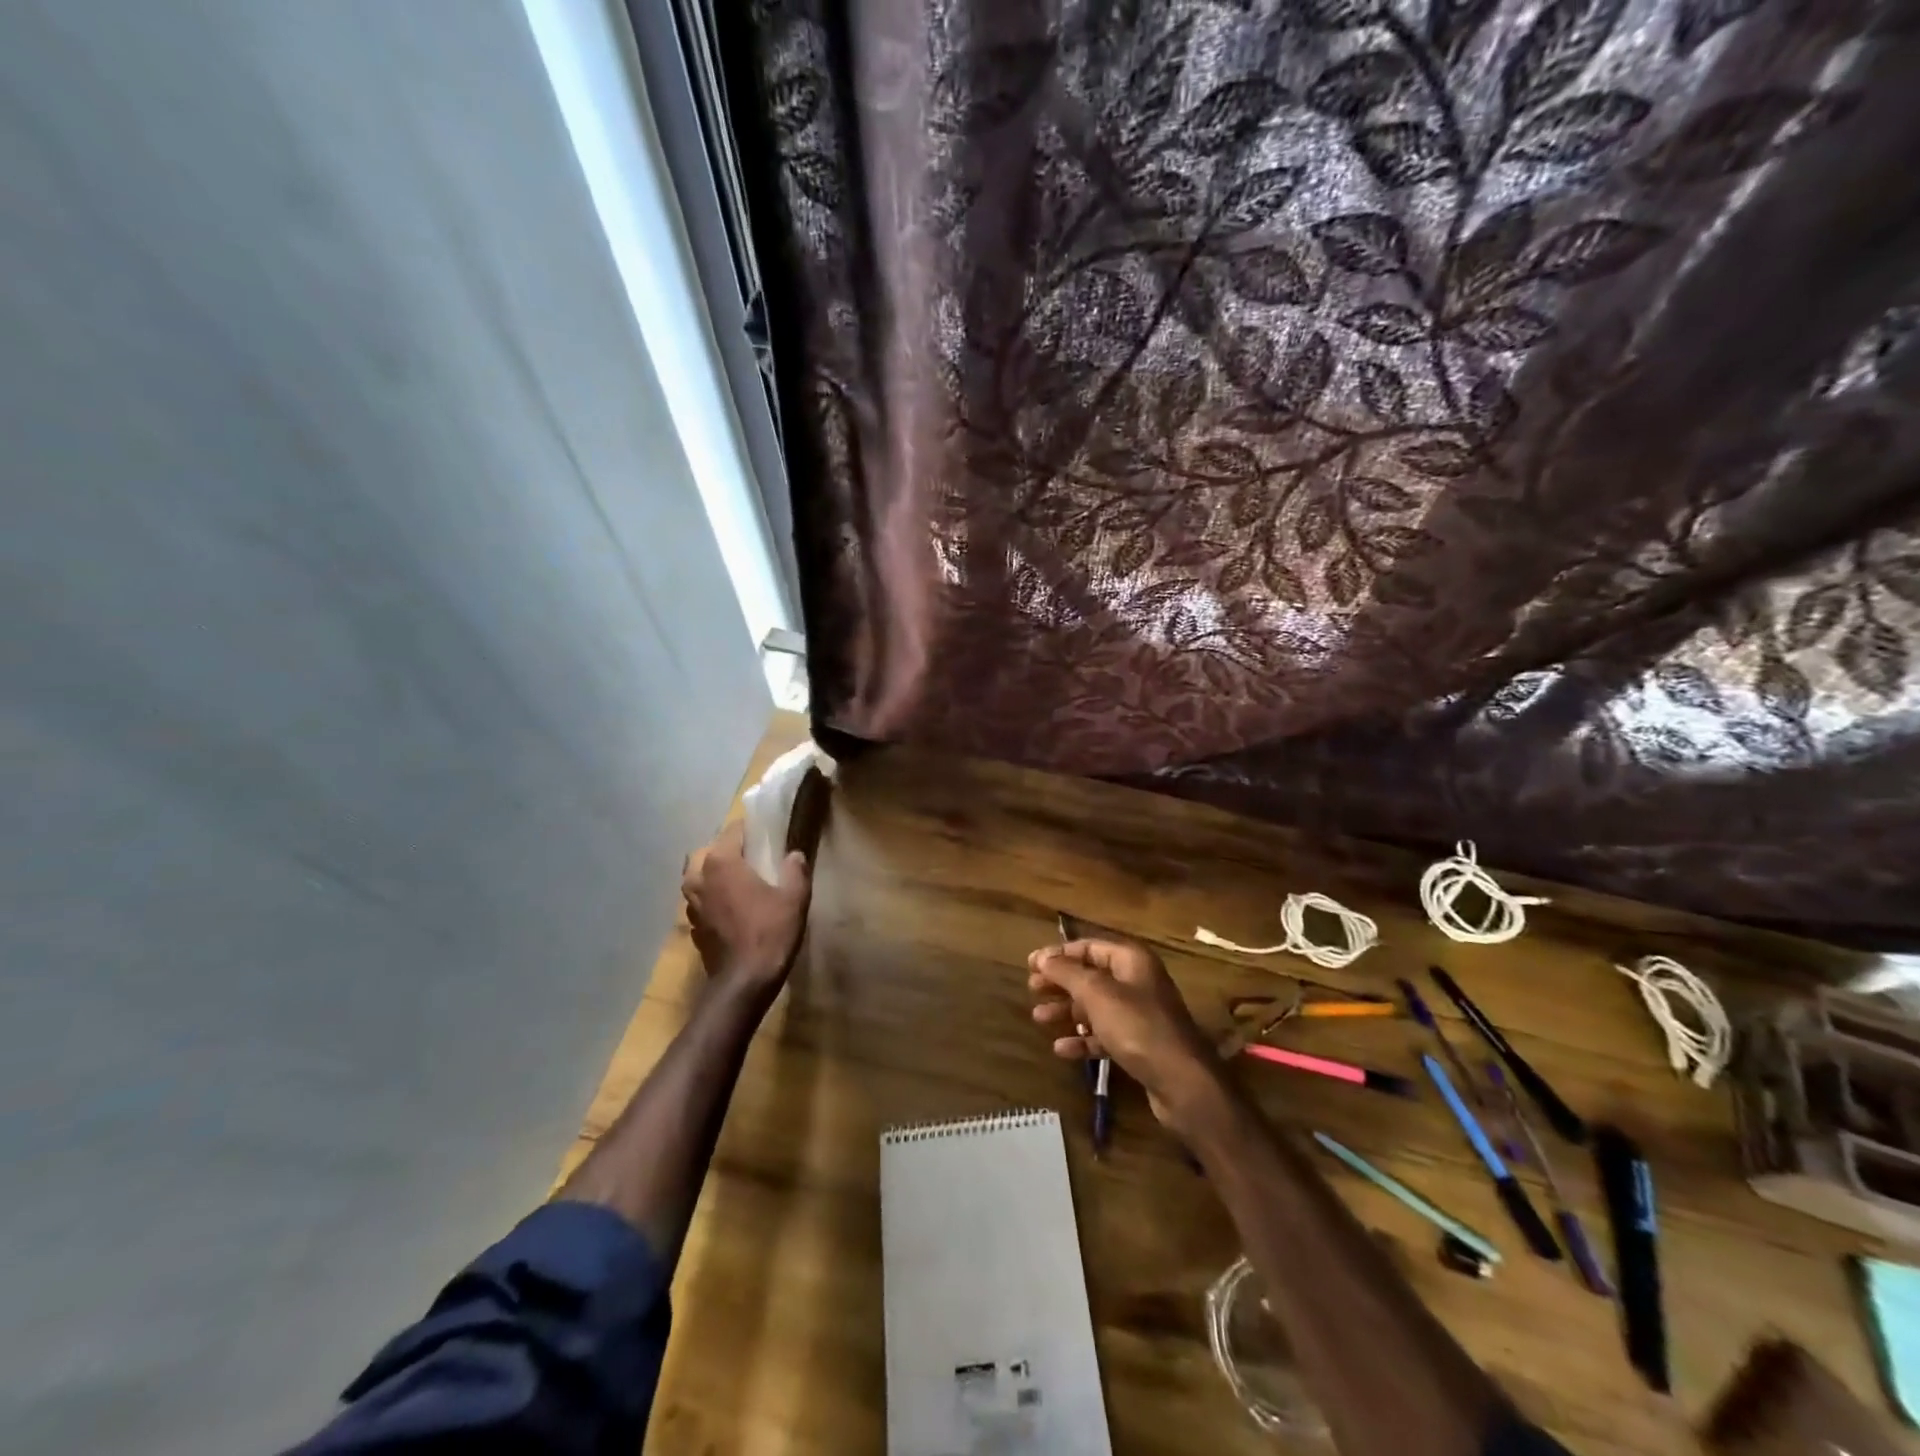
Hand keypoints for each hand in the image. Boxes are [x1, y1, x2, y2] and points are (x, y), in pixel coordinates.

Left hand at [681, 822, 810, 993]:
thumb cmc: (770, 933)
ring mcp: (691, 904)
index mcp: (721, 862)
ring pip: (697, 876)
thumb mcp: (794, 898)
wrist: (744, 982)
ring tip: (738, 881)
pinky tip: (731, 908)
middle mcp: (699, 878)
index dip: (750, 829)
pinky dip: (712, 898)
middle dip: (726, 850)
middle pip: (707, 851)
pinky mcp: (693, 926)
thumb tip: (794, 854)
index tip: (767, 833)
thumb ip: (795, 870)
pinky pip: (700, 900)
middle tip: (750, 857)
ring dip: (714, 874)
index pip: (732, 831)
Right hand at [1027, 939, 1226, 1131]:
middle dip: (1060, 982)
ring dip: (1066, 1010)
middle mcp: (1137, 982)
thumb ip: (1067, 972)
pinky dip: (1083, 1038)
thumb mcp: (1097, 994)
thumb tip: (1042, 957)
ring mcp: (1140, 1014)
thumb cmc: (1138, 1027)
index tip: (1030, 965)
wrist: (1182, 1082)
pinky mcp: (1139, 1044)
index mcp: (1131, 960)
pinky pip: (1104, 1034)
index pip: (1089, 947)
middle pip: (1090, 975)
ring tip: (1039, 1018)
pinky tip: (1061, 1049)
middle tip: (1032, 990)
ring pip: (1095, 1006)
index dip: (1058, 954)